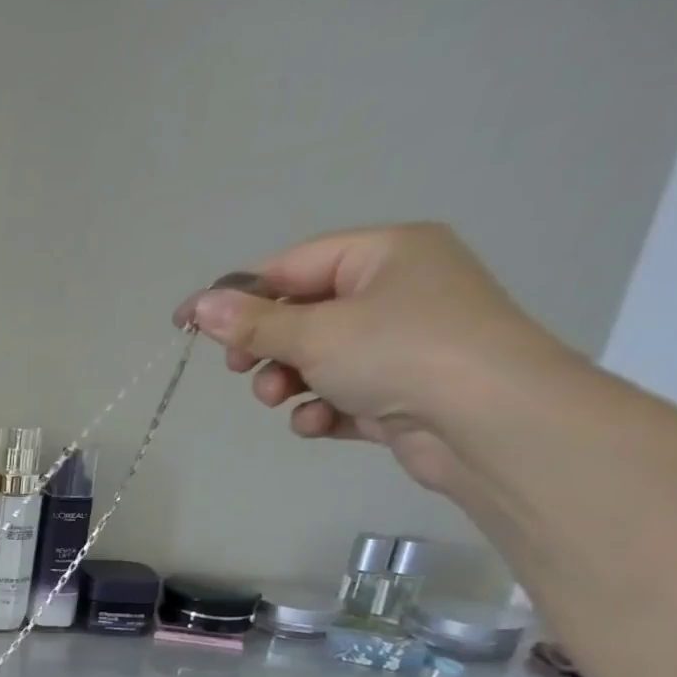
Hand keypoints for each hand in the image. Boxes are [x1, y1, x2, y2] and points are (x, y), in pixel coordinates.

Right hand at [175, 222, 577, 494]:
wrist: (488, 422)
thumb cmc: (401, 353)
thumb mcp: (315, 333)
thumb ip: (252, 322)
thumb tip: (199, 306)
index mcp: (384, 254)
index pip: (291, 265)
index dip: (235, 294)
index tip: (187, 323)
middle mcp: (396, 290)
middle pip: (301, 314)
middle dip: (266, 347)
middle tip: (241, 369)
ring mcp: (401, 342)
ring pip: (315, 359)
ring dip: (287, 382)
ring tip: (280, 400)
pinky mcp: (400, 390)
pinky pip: (340, 392)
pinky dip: (320, 408)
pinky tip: (319, 422)